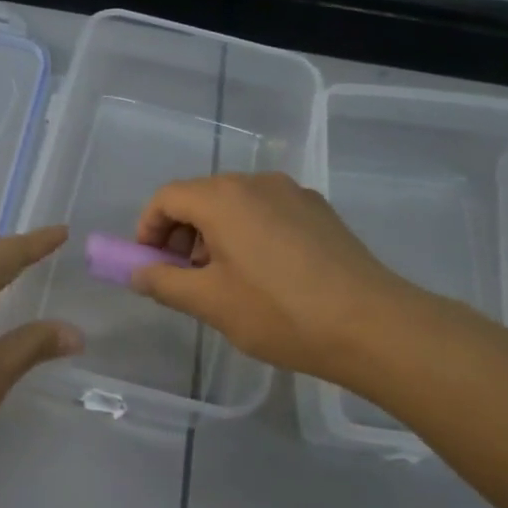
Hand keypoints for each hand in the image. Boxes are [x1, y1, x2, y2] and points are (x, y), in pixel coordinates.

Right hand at [130, 172, 420, 382]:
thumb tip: (137, 273)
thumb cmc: (278, 312)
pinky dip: (246, 236)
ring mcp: (294, 194)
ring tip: (222, 283)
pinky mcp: (319, 212)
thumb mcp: (209, 303)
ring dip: (213, 237)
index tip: (147, 265)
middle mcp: (258, 183)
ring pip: (235, 206)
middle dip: (181, 236)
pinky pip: (266, 214)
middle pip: (201, 197)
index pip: (167, 198)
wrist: (370, 324)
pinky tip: (261, 278)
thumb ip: (163, 283)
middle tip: (183, 280)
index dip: (147, 229)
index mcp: (224, 198)